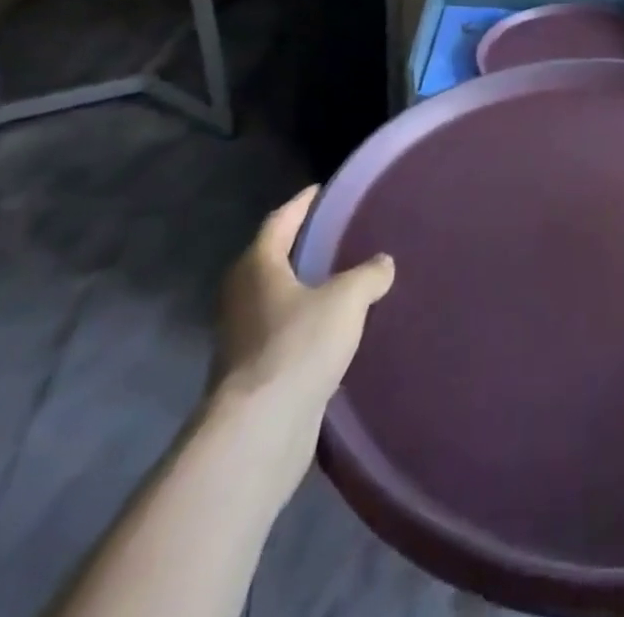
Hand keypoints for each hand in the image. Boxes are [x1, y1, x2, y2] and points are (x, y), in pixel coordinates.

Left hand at [214, 187, 393, 427]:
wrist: (259, 433)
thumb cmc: (298, 346)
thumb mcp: (347, 299)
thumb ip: (369, 274)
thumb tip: (382, 264)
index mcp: (256, 267)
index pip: (279, 221)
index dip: (302, 203)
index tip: (323, 190)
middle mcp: (241, 297)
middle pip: (273, 260)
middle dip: (303, 246)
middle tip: (340, 233)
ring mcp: (242, 339)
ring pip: (278, 300)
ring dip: (305, 290)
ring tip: (345, 281)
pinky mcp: (253, 375)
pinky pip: (284, 334)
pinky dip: (307, 325)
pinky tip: (336, 330)